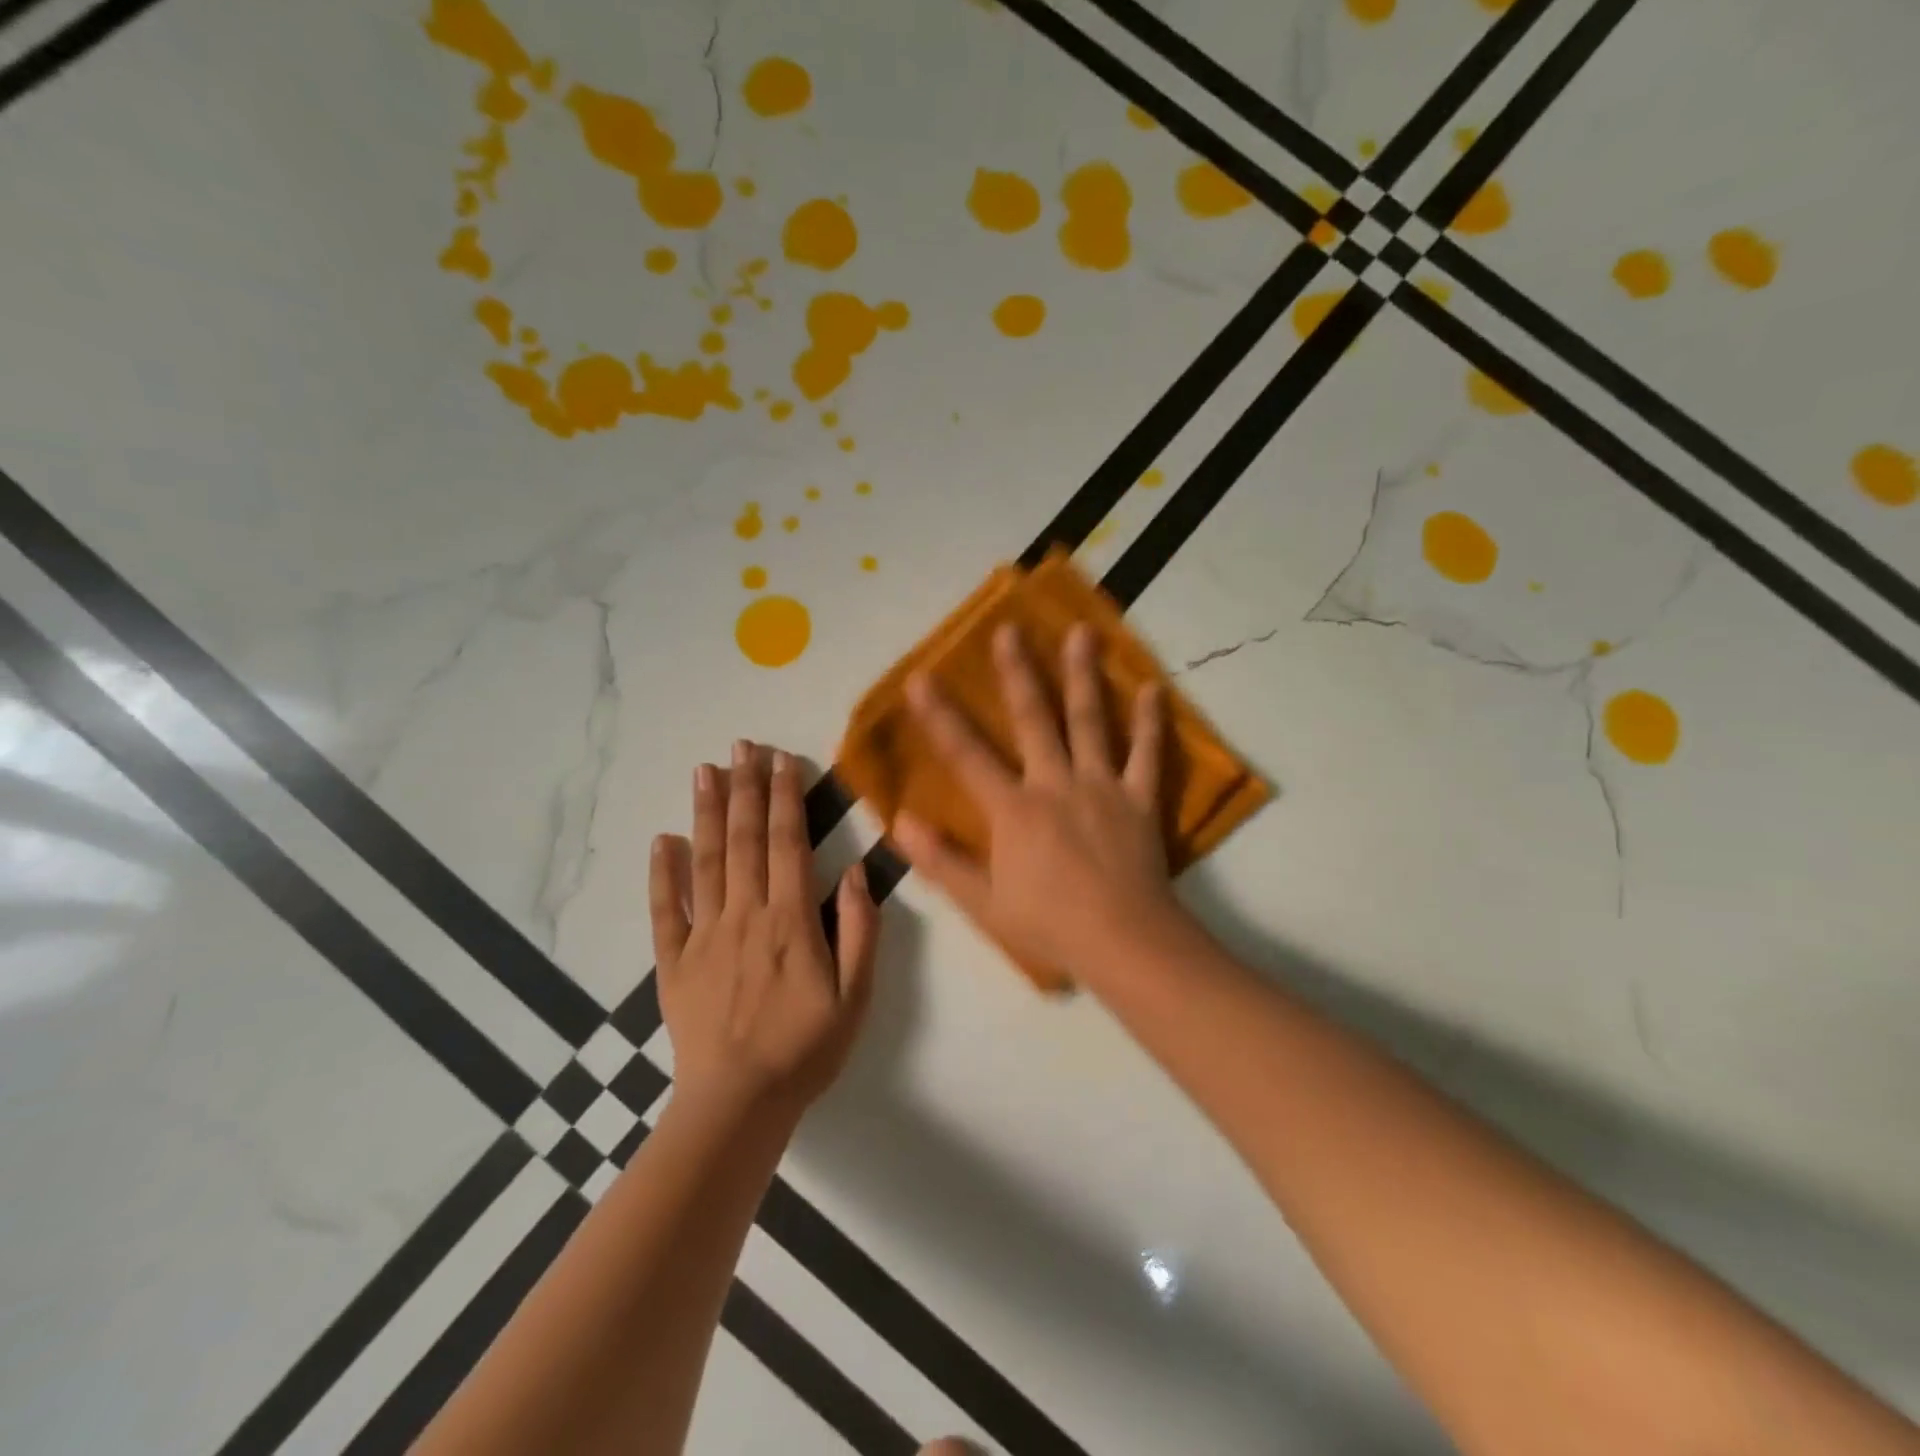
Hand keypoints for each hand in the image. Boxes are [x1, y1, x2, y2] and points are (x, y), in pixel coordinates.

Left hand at [650, 741, 879, 1124]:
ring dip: (706, 812)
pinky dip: (661, 873)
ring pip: (704, 862)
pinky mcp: (674, 962)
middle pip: (744, 840)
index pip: (787, 844)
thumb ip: (859, 931)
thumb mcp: (855, 996)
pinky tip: (662, 840)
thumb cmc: (806, 1049)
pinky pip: (665, 910)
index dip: (785, 798)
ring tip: (706, 771)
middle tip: (743, 745)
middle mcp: (744, 915)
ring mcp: (704, 936)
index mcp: (790, 921)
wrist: (738, 1104)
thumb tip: (853, 872)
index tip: (782, 759)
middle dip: (746, 788)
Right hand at [891, 622, 1184, 985]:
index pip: (967, 755)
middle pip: (1033, 719)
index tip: (921, 677)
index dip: (940, 716)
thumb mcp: (981, 902)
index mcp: (1013, 809)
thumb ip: (940, 859)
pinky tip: (1153, 688)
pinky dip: (1151, 721)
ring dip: (1083, 675)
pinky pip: (1147, 754)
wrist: (1123, 942)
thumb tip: (900, 820)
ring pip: (1090, 721)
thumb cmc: (1048, 925)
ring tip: (1082, 632)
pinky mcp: (1139, 799)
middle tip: (1009, 629)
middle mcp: (1055, 783)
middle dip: (1017, 672)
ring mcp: (1101, 787)